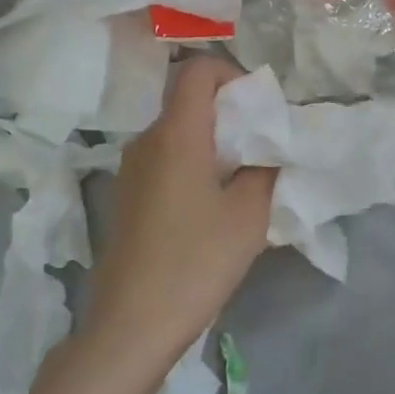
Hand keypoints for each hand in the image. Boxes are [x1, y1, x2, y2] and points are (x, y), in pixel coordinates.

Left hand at [80, 56, 275, 381]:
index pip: (198, 70)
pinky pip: (165, 162)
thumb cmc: (196, 262)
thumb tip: (267, 151)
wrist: (131, 323)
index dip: (233, 75)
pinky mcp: (127, 197)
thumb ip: (265, 170)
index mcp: (176, 134)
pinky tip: (213, 206)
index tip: (261, 109)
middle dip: (230, 114)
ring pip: (177, 134)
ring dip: (214, 144)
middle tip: (264, 148)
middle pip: (188, 102)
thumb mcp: (248, 216)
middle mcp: (146, 141)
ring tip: (244, 181)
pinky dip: (194, 166)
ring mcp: (131, 170)